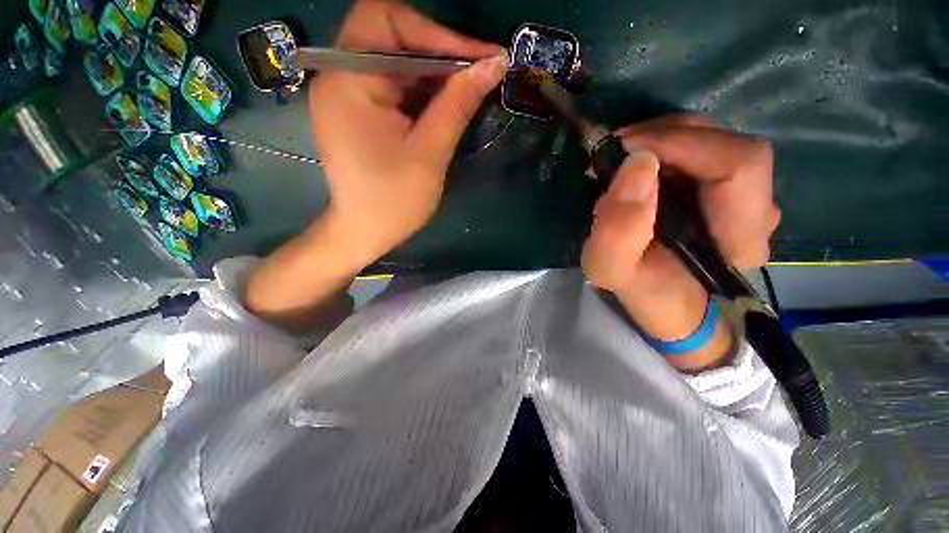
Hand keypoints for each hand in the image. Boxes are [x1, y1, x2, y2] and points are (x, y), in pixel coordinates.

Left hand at [309, 0, 507, 267]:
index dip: (437, 32)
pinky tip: (444, 103)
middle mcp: (339, 76)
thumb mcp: (430, 154)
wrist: (364, 232)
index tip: (479, 56)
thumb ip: (458, 104)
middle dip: (438, 50)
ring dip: (433, 71)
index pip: (387, 20)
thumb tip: (494, 64)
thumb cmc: (393, 201)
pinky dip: (421, 88)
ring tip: (467, 88)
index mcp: (348, 82)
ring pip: (395, 59)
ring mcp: (347, 93)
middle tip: (478, 72)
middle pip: (390, 35)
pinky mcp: (358, 110)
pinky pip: (393, 83)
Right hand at [582, 116, 778, 370]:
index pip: (738, 163)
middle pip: (726, 142)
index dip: (681, 143)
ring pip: (713, 140)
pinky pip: (702, 149)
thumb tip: (636, 164)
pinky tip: (638, 162)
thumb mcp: (610, 268)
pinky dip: (665, 145)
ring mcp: (748, 195)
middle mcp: (757, 209)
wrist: (662, 299)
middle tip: (614, 148)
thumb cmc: (640, 288)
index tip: (623, 149)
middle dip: (664, 135)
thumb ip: (618, 229)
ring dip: (661, 138)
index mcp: (740, 236)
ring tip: (621, 156)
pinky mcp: (729, 188)